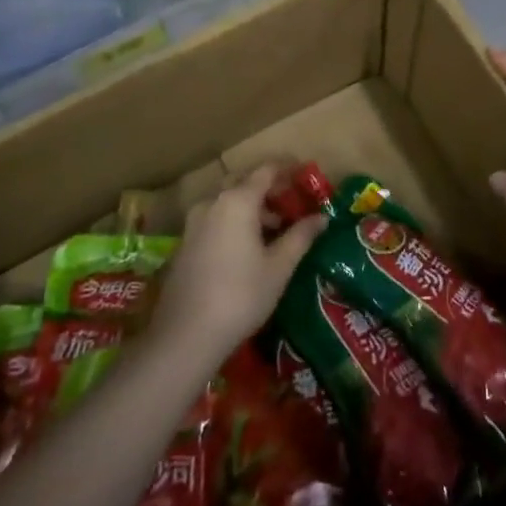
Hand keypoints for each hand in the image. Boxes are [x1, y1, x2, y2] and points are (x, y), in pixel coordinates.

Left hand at [148, 166, 325, 367]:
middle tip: (290, 202)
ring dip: (250, 207)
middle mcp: (213, 203)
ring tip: (274, 229)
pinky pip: (214, 218)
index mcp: (238, 201)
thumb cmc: (240, 295)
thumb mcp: (279, 267)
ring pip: (227, 201)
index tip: (305, 172)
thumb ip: (301, 236)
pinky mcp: (184, 244)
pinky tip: (247, 247)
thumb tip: (321, 217)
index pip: (266, 170)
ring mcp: (194, 223)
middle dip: (268, 188)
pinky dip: (233, 221)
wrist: (185, 337)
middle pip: (244, 182)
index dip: (288, 168)